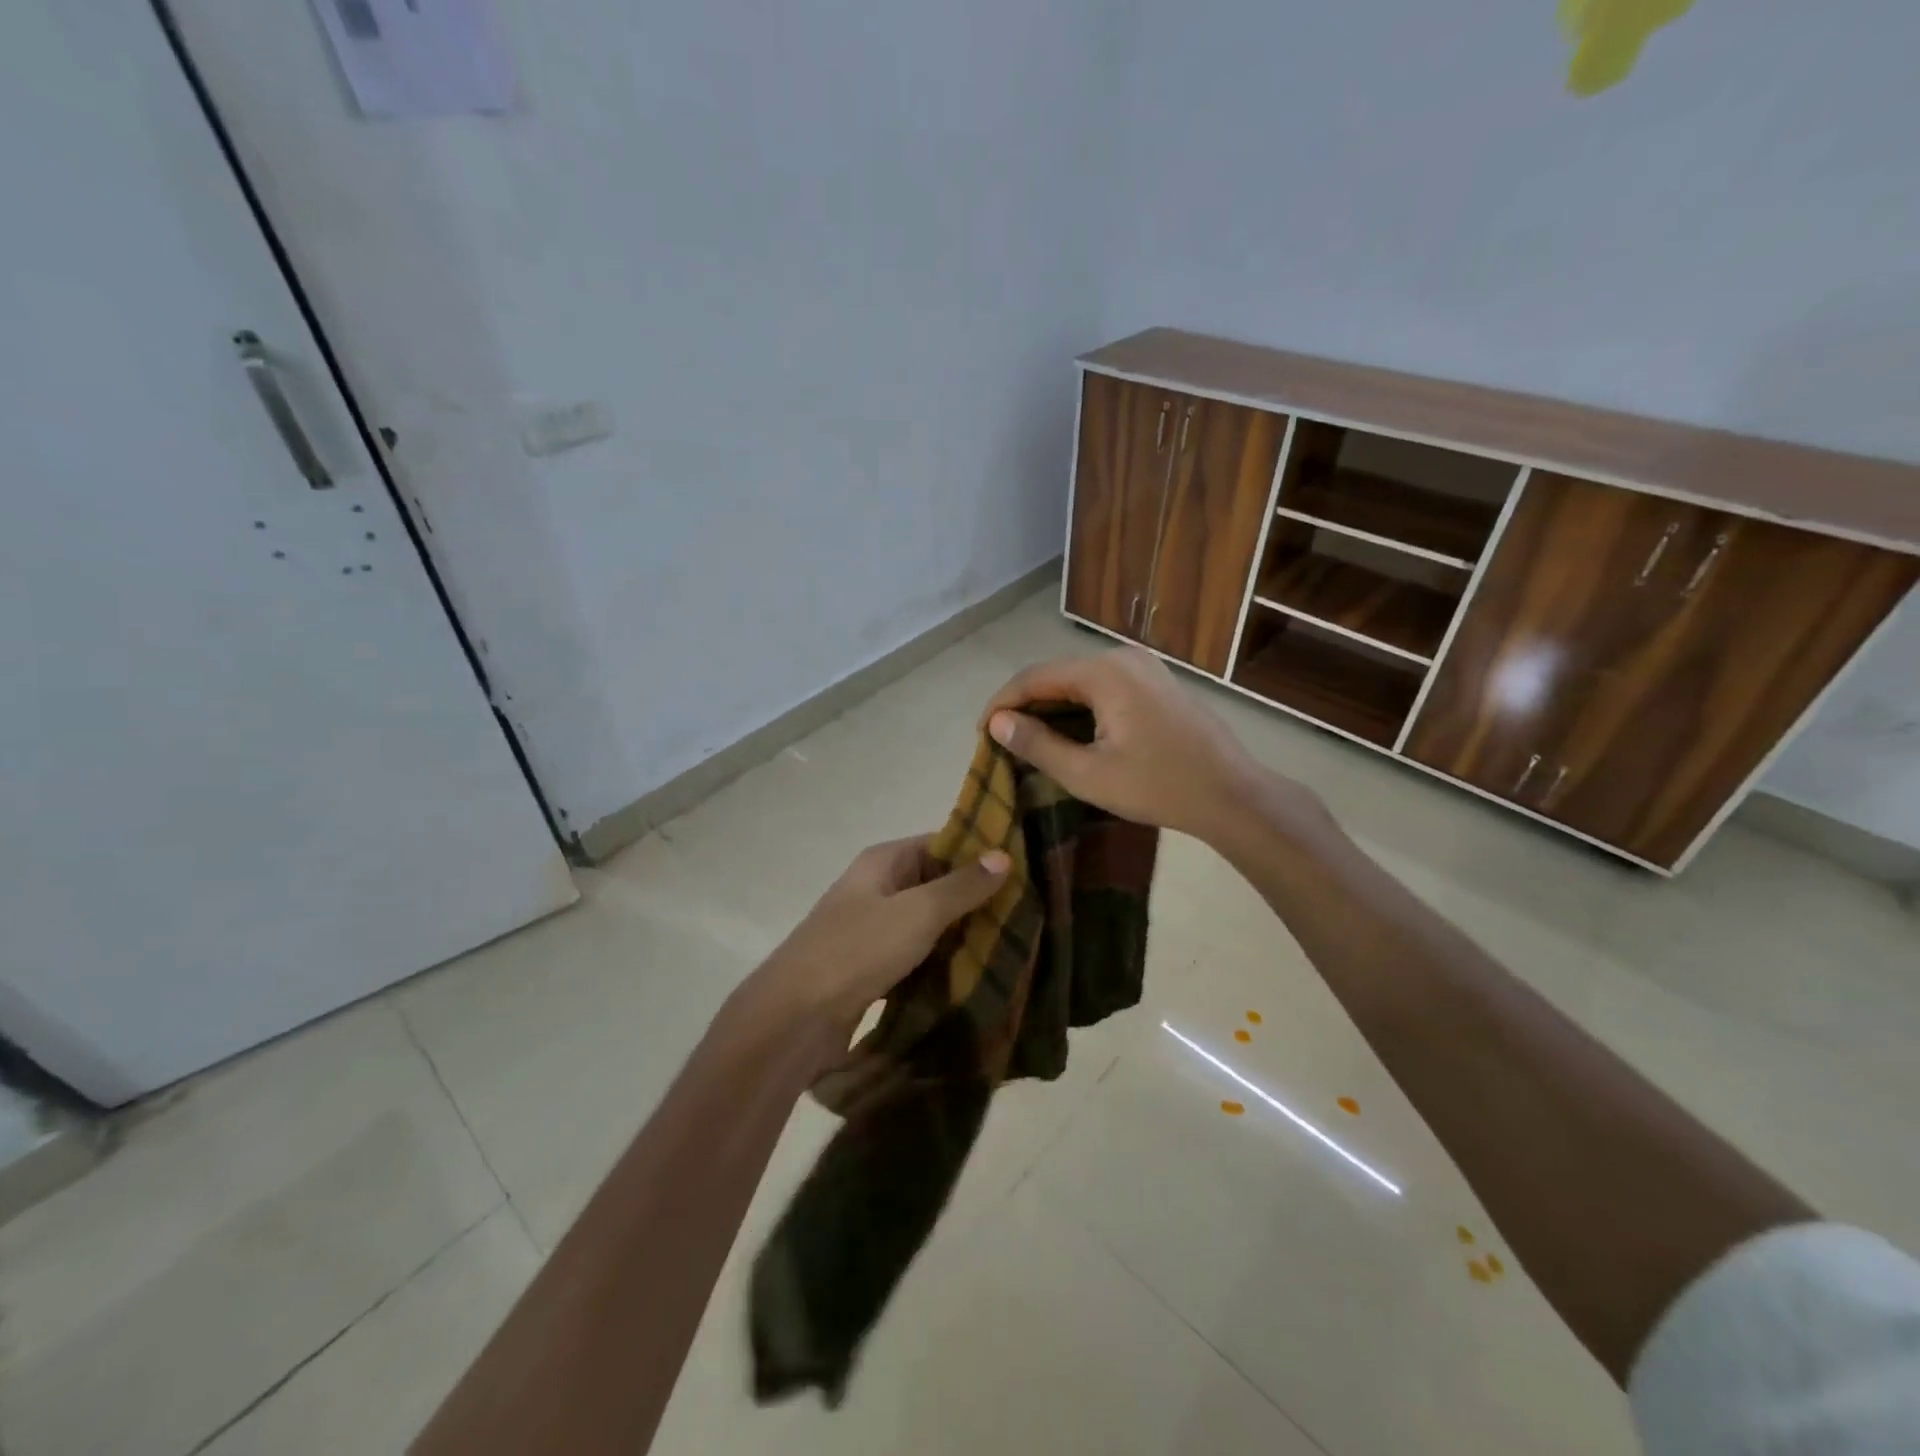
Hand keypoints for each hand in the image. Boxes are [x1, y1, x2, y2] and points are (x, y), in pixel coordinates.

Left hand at [747, 836, 1008, 1034]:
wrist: (793, 1019)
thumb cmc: (856, 951)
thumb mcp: (917, 913)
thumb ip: (961, 886)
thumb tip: (1003, 855)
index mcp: (883, 862)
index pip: (941, 843)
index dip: (980, 853)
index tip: (1025, 867)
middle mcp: (877, 888)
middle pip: (936, 884)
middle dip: (977, 898)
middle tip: (1028, 910)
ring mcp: (872, 929)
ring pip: (928, 923)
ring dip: (962, 933)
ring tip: (1014, 942)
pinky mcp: (872, 968)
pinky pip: (917, 955)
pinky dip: (942, 962)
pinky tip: (977, 974)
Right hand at [982, 647, 1294, 842]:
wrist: (1231, 795)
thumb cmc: (1157, 786)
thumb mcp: (1087, 774)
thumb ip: (1037, 744)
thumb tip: (998, 723)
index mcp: (1104, 673)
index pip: (1035, 677)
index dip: (1003, 703)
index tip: (981, 733)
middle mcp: (1123, 657)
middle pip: (1057, 675)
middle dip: (1026, 705)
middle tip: (1003, 739)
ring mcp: (1144, 668)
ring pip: (1081, 681)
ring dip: (1052, 707)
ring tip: (1029, 739)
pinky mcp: (1157, 683)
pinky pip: (1104, 687)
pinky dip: (1079, 707)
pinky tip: (1071, 733)